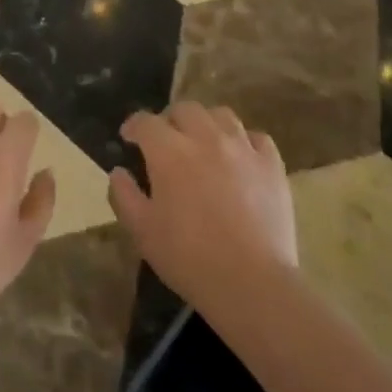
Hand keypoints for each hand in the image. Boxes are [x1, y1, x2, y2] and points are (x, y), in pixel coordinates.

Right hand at [108, 102, 297, 313]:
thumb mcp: (142, 231)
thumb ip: (124, 195)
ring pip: (222, 115)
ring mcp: (243, 149)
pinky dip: (243, 141)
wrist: (252, 283)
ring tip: (202, 143)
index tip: (129, 138)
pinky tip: (239, 158)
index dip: (134, 126)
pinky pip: (257, 138)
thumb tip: (119, 172)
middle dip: (170, 120)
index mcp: (170, 152)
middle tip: (166, 141)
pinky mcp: (272, 166)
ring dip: (206, 123)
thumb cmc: (189, 258)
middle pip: (185, 109)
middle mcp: (206, 138)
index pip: (146, 122)